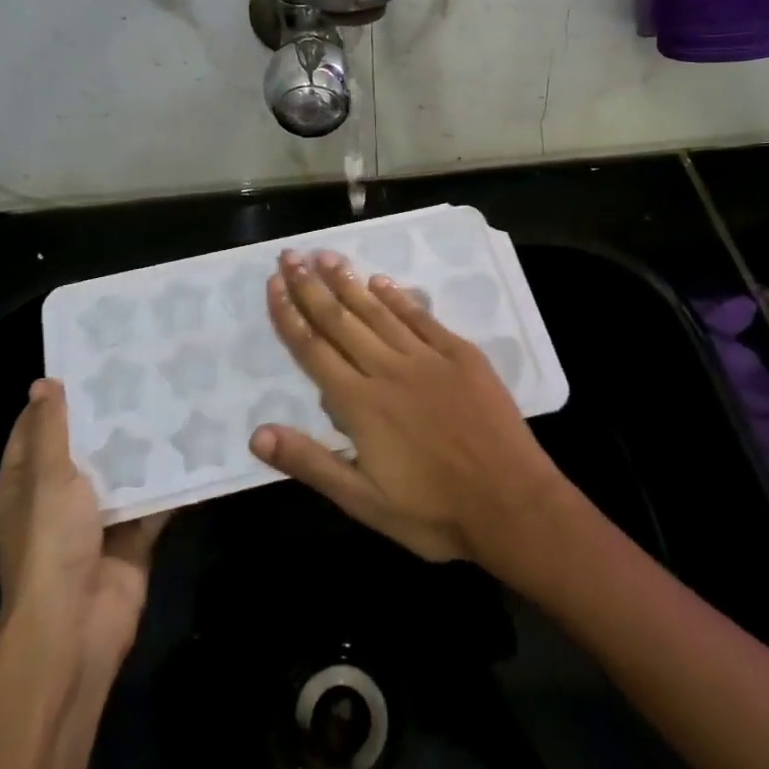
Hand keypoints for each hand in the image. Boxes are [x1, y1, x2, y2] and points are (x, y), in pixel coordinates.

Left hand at [0, 380, 165, 670]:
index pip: (35, 428)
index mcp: (26, 484)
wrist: (77, 625)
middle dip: (110, 414)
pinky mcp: (132, 535)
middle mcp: (59, 497)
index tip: (91, 359)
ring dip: (144, 443)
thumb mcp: (47, 477)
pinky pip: (154, 499)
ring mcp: (97, 518)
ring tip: (175, 394)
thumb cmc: (50, 544)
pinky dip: (172, 478)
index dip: (56, 397)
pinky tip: (198, 443)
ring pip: (123, 470)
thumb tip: (45, 383)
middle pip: (84, 446)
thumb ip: (51, 430)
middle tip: (144, 369)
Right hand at [248, 249, 568, 565]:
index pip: (313, 349)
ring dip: (349, 282)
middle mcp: (387, 369)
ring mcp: (427, 357)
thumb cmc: (433, 511)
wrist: (511, 503)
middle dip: (311, 287)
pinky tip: (381, 281)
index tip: (273, 284)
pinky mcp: (460, 355)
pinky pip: (421, 317)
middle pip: (340, 320)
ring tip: (326, 256)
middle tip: (290, 256)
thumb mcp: (363, 501)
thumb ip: (310, 463)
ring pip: (378, 311)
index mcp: (359, 404)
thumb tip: (257, 433)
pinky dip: (398, 297)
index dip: (289, 315)